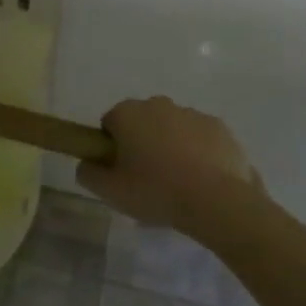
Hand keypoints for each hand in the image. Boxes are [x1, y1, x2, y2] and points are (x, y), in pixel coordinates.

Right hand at [77, 96, 260, 232]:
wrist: (216, 201)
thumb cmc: (156, 191)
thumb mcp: (110, 191)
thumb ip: (88, 173)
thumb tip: (86, 164)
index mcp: (128, 113)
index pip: (110, 123)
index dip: (112, 148)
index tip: (121, 172)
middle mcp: (158, 104)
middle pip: (142, 122)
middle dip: (143, 143)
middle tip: (148, 179)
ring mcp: (191, 113)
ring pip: (173, 128)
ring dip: (171, 146)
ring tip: (179, 183)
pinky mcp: (219, 127)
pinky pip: (201, 138)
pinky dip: (199, 152)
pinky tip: (203, 180)